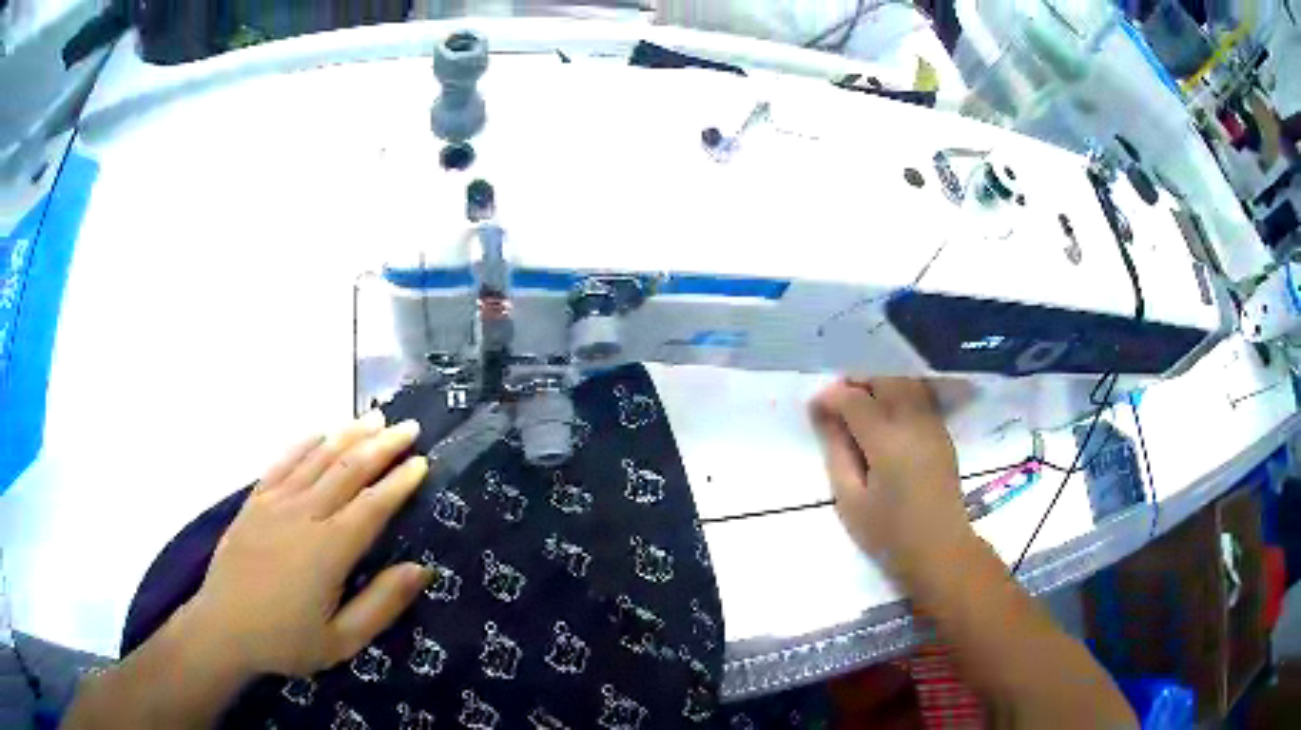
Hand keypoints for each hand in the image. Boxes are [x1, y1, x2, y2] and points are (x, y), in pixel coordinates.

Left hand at [178, 411, 433, 678]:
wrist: (223, 627)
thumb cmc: (286, 640)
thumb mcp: (342, 640)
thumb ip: (382, 604)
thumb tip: (421, 569)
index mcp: (329, 550)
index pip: (372, 505)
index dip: (399, 482)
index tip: (422, 462)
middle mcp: (303, 514)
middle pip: (348, 469)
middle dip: (382, 445)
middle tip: (409, 426)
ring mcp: (275, 502)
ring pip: (317, 457)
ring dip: (349, 433)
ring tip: (375, 417)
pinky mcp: (255, 500)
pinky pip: (283, 461)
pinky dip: (305, 443)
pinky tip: (321, 431)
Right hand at [810, 379, 972, 579]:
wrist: (940, 549)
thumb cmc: (889, 533)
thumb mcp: (850, 499)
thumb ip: (837, 452)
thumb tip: (824, 416)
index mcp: (887, 441)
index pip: (855, 400)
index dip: (832, 397)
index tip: (814, 406)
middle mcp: (913, 423)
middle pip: (885, 381)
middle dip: (858, 382)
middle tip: (836, 401)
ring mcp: (933, 425)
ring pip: (906, 383)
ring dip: (881, 384)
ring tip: (861, 403)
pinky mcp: (943, 433)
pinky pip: (920, 397)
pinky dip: (900, 393)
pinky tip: (887, 414)